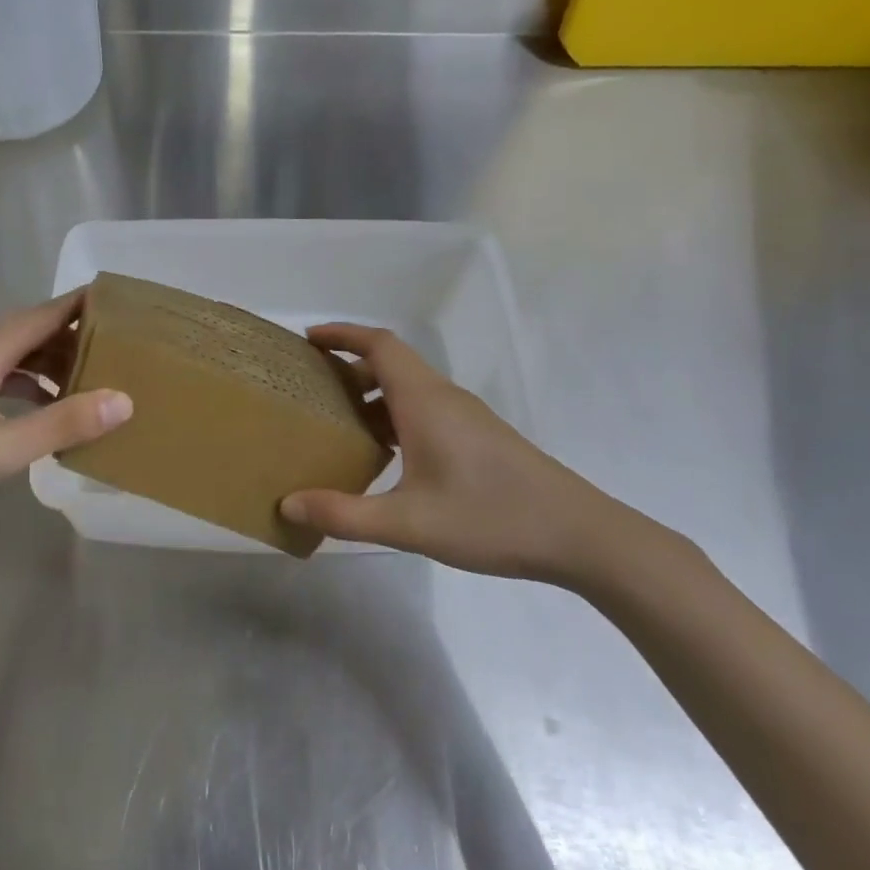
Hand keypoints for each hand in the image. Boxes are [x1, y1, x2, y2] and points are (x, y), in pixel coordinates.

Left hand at [0, 291, 129, 568]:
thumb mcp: (0, 448)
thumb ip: (61, 424)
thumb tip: (124, 400)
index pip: (44, 313)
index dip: (81, 303)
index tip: (120, 298)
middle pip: (29, 331)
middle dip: (73, 335)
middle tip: (116, 348)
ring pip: (11, 355)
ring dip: (48, 363)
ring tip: (86, 382)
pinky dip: (24, 385)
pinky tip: (37, 412)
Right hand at [281, 324, 681, 587]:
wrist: (580, 535)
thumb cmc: (490, 518)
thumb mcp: (408, 523)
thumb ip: (344, 514)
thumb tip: (289, 503)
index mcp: (425, 401)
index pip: (379, 344)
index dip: (342, 334)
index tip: (308, 340)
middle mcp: (444, 398)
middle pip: (391, 363)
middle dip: (349, 367)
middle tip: (312, 389)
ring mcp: (466, 418)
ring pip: (409, 389)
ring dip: (372, 395)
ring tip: (339, 424)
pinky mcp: (480, 438)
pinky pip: (425, 411)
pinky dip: (394, 417)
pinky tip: (385, 457)